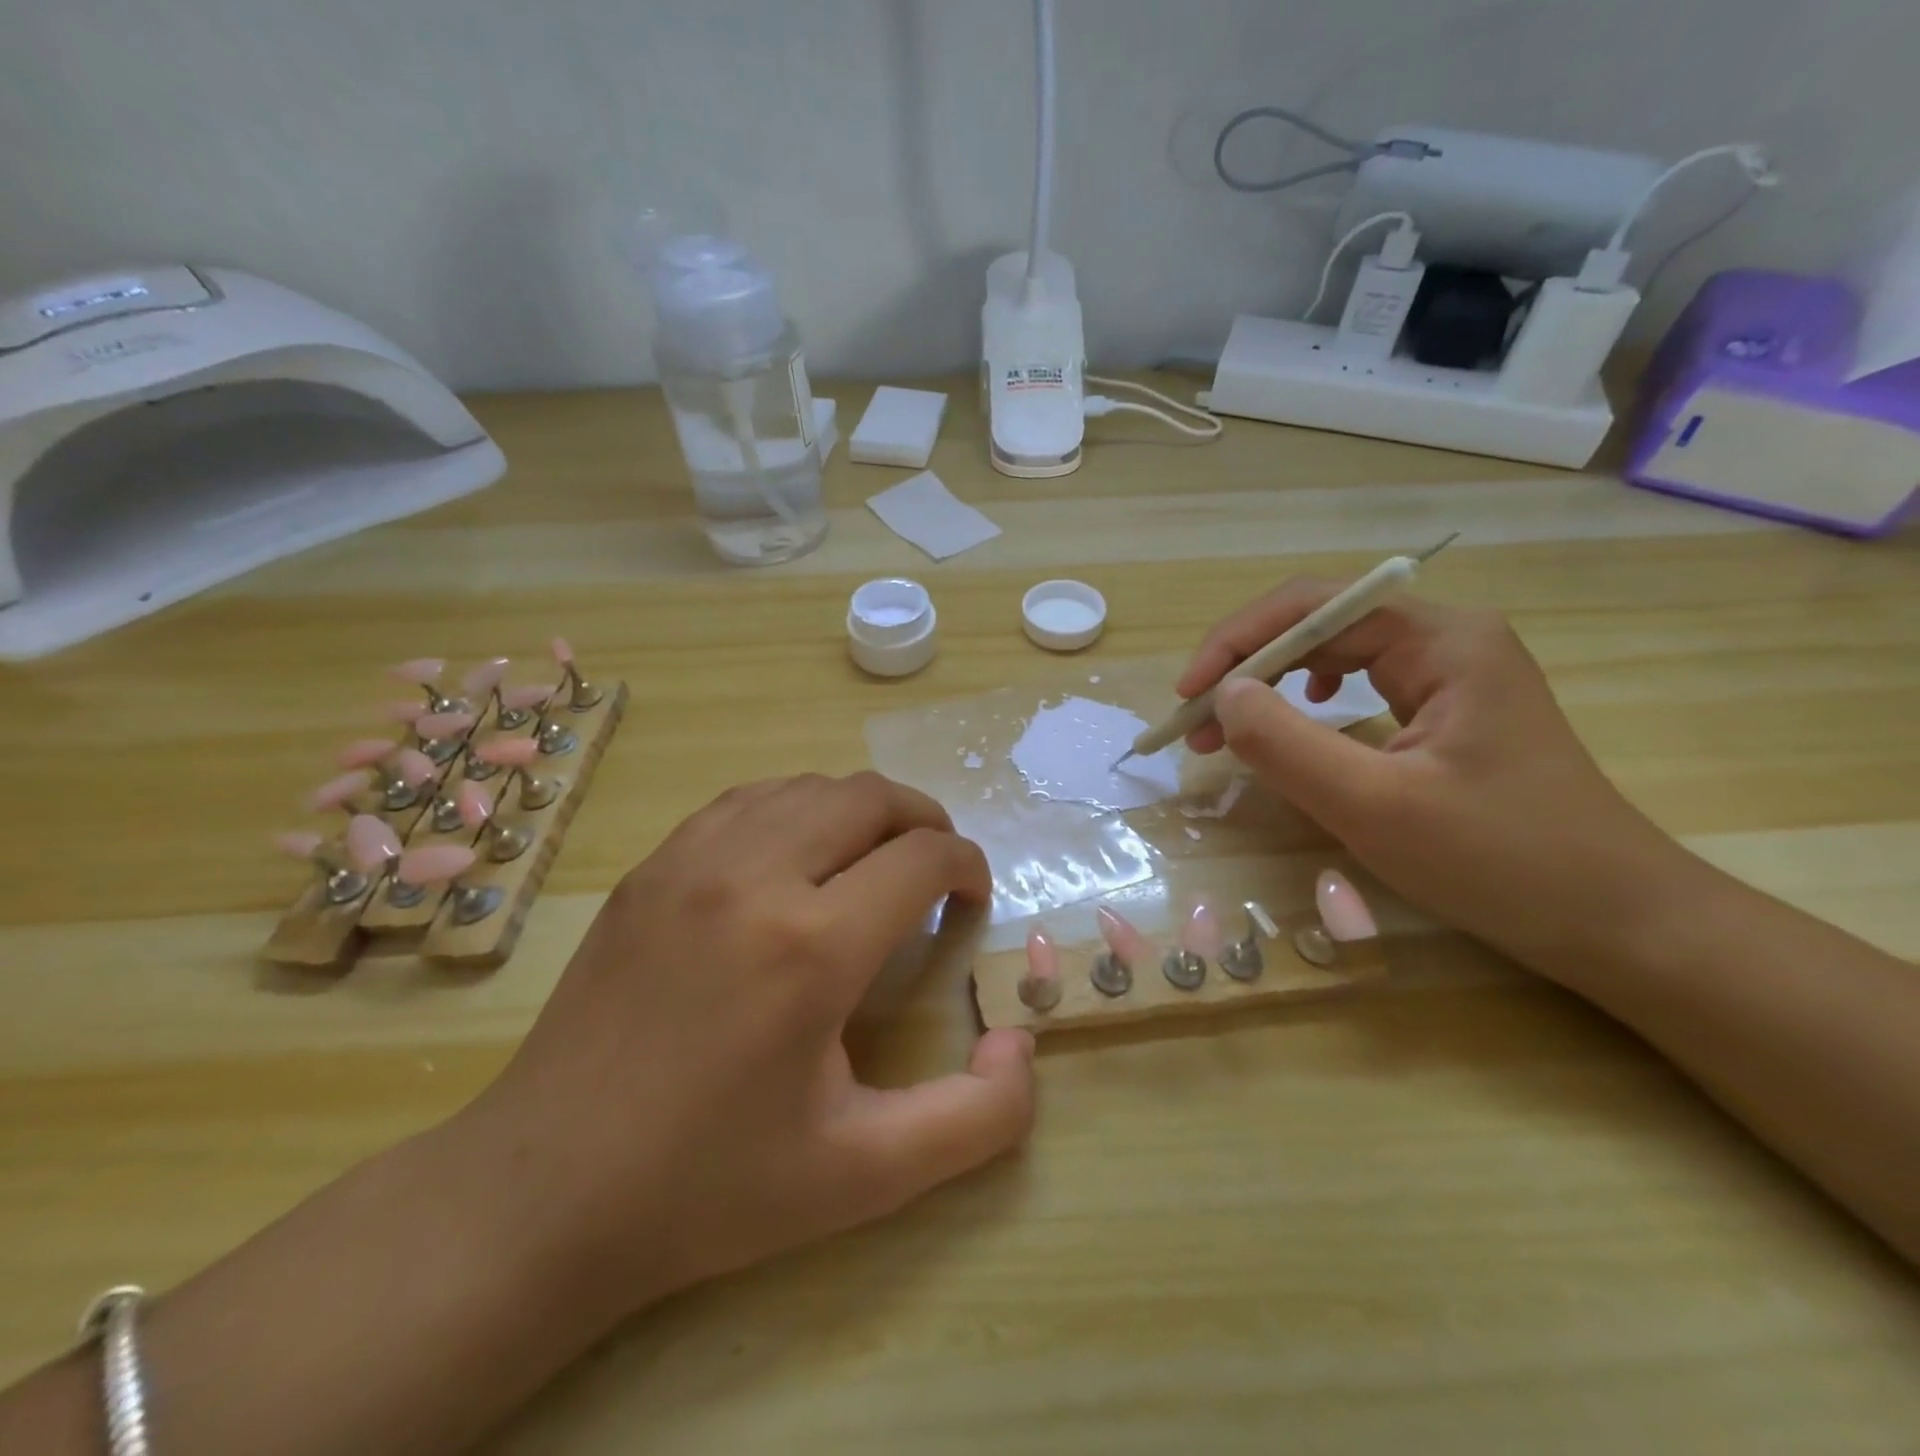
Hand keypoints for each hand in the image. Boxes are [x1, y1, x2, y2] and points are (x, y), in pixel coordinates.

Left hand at [464, 772, 1035, 1318]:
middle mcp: (754, 877)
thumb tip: (1020, 1045)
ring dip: (860, 810)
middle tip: (936, 869)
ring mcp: (691, 862)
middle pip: (869, 797)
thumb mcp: (865, 1177)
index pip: (922, 856)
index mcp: (813, 946)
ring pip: (806, 787)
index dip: (966, 866)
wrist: (545, 1191)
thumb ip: (975, 1120)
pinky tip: (796, 856)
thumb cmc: (712, 1186)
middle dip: (923, 821)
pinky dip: (795, 809)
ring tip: (873, 858)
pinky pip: (745, 802)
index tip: (971, 900)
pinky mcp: (650, 869)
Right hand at [1178, 579, 1700, 975]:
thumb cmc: (1501, 861)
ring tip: (1228, 730)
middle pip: (1320, 624)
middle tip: (1198, 726)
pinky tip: (1299, 717)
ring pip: (1335, 654)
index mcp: (1442, 640)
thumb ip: (1287, 744)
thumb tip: (1223, 695)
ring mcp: (1452, 675)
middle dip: (1248, 668)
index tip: (1187, 697)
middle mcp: (1447, 639)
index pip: (1314, 606)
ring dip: (1271, 686)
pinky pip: (1361, 685)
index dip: (1237, 642)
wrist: (1619, 923)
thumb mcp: (1375, 806)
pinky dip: (1307, 702)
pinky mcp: (1448, 712)